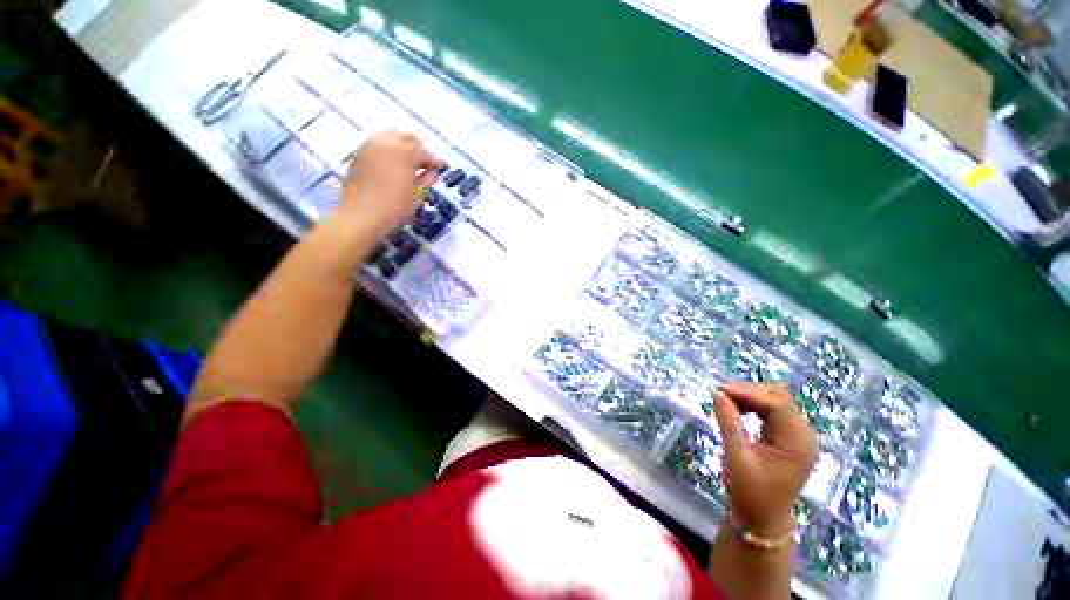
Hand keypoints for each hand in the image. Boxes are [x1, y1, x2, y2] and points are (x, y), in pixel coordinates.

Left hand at [337, 129, 441, 242]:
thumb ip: (425, 182)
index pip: (425, 152)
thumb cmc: (389, 209)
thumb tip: (429, 174)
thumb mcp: (415, 198)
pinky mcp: (357, 155)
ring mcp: (370, 147)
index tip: (437, 167)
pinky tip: (384, 162)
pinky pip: (373, 144)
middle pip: (407, 136)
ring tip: (401, 159)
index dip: (433, 161)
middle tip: (419, 161)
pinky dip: (382, 149)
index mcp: (407, 151)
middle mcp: (388, 143)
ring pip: (389, 135)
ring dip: (398, 144)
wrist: (357, 218)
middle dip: (416, 147)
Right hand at [711, 382, 817, 538]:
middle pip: (781, 399)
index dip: (750, 391)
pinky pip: (779, 416)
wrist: (762, 523)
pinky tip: (742, 411)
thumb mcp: (737, 462)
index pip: (777, 402)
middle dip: (752, 393)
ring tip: (729, 402)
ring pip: (780, 404)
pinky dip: (760, 410)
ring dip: (755, 400)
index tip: (722, 389)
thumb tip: (718, 395)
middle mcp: (805, 434)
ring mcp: (802, 436)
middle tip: (722, 395)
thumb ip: (730, 426)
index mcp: (797, 441)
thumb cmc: (749, 498)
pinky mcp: (795, 440)